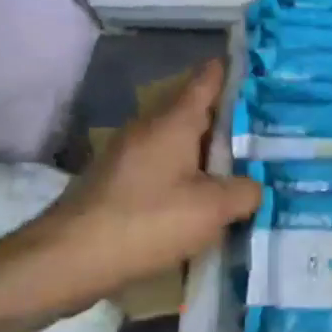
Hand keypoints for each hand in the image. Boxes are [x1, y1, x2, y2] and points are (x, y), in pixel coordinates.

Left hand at [0, 61, 261, 317]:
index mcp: (174, 121)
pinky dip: (185, 174)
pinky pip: (162, 166)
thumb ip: (245, 192)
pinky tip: (201, 199)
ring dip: (206, 151)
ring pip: (178, 141)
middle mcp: (149, 127)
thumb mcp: (212, 210)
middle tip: (266, 130)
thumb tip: (254, 187)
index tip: (260, 71)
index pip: (207, 79)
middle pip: (195, 111)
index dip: (234, 71)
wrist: (66, 260)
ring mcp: (128, 154)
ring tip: (240, 167)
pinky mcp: (116, 181)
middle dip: (228, 119)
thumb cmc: (146, 222)